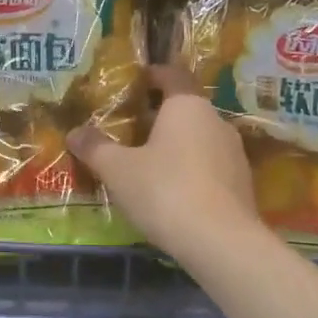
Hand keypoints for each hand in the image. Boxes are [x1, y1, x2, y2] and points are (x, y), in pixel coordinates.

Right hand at [67, 66, 259, 259]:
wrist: (221, 243)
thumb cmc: (165, 191)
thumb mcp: (118, 170)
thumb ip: (96, 148)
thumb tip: (74, 132)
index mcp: (187, 106)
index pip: (173, 74)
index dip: (154, 74)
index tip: (136, 81)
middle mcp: (216, 120)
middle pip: (186, 108)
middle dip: (160, 116)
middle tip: (132, 129)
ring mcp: (234, 153)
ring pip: (200, 138)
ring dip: (177, 145)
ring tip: (149, 163)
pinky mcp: (243, 183)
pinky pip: (211, 165)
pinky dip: (192, 170)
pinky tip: (173, 192)